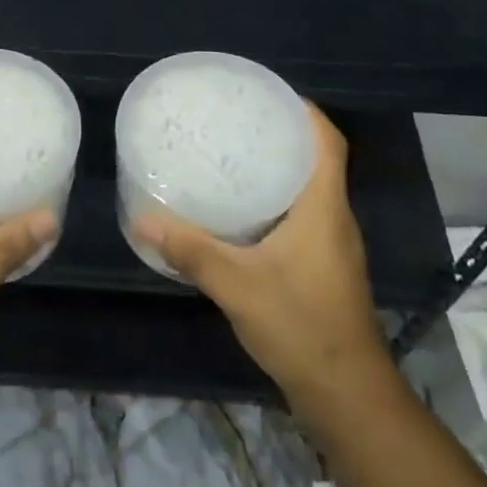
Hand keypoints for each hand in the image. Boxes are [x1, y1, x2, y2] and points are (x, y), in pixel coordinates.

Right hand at [131, 103, 392, 410]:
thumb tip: (142, 221)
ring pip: (307, 190)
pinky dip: (273, 202)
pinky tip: (238, 212)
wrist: (345, 393)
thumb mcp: (236, 284)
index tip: (266, 94)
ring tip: (230, 156)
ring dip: (276, 169)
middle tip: (233, 122)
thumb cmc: (300, 326)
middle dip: (280, 135)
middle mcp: (333, 219)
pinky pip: (299, 217)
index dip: (304, 111)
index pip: (327, 142)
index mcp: (324, 208)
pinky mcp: (321, 267)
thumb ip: (190, 251)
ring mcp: (330, 246)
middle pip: (315, 161)